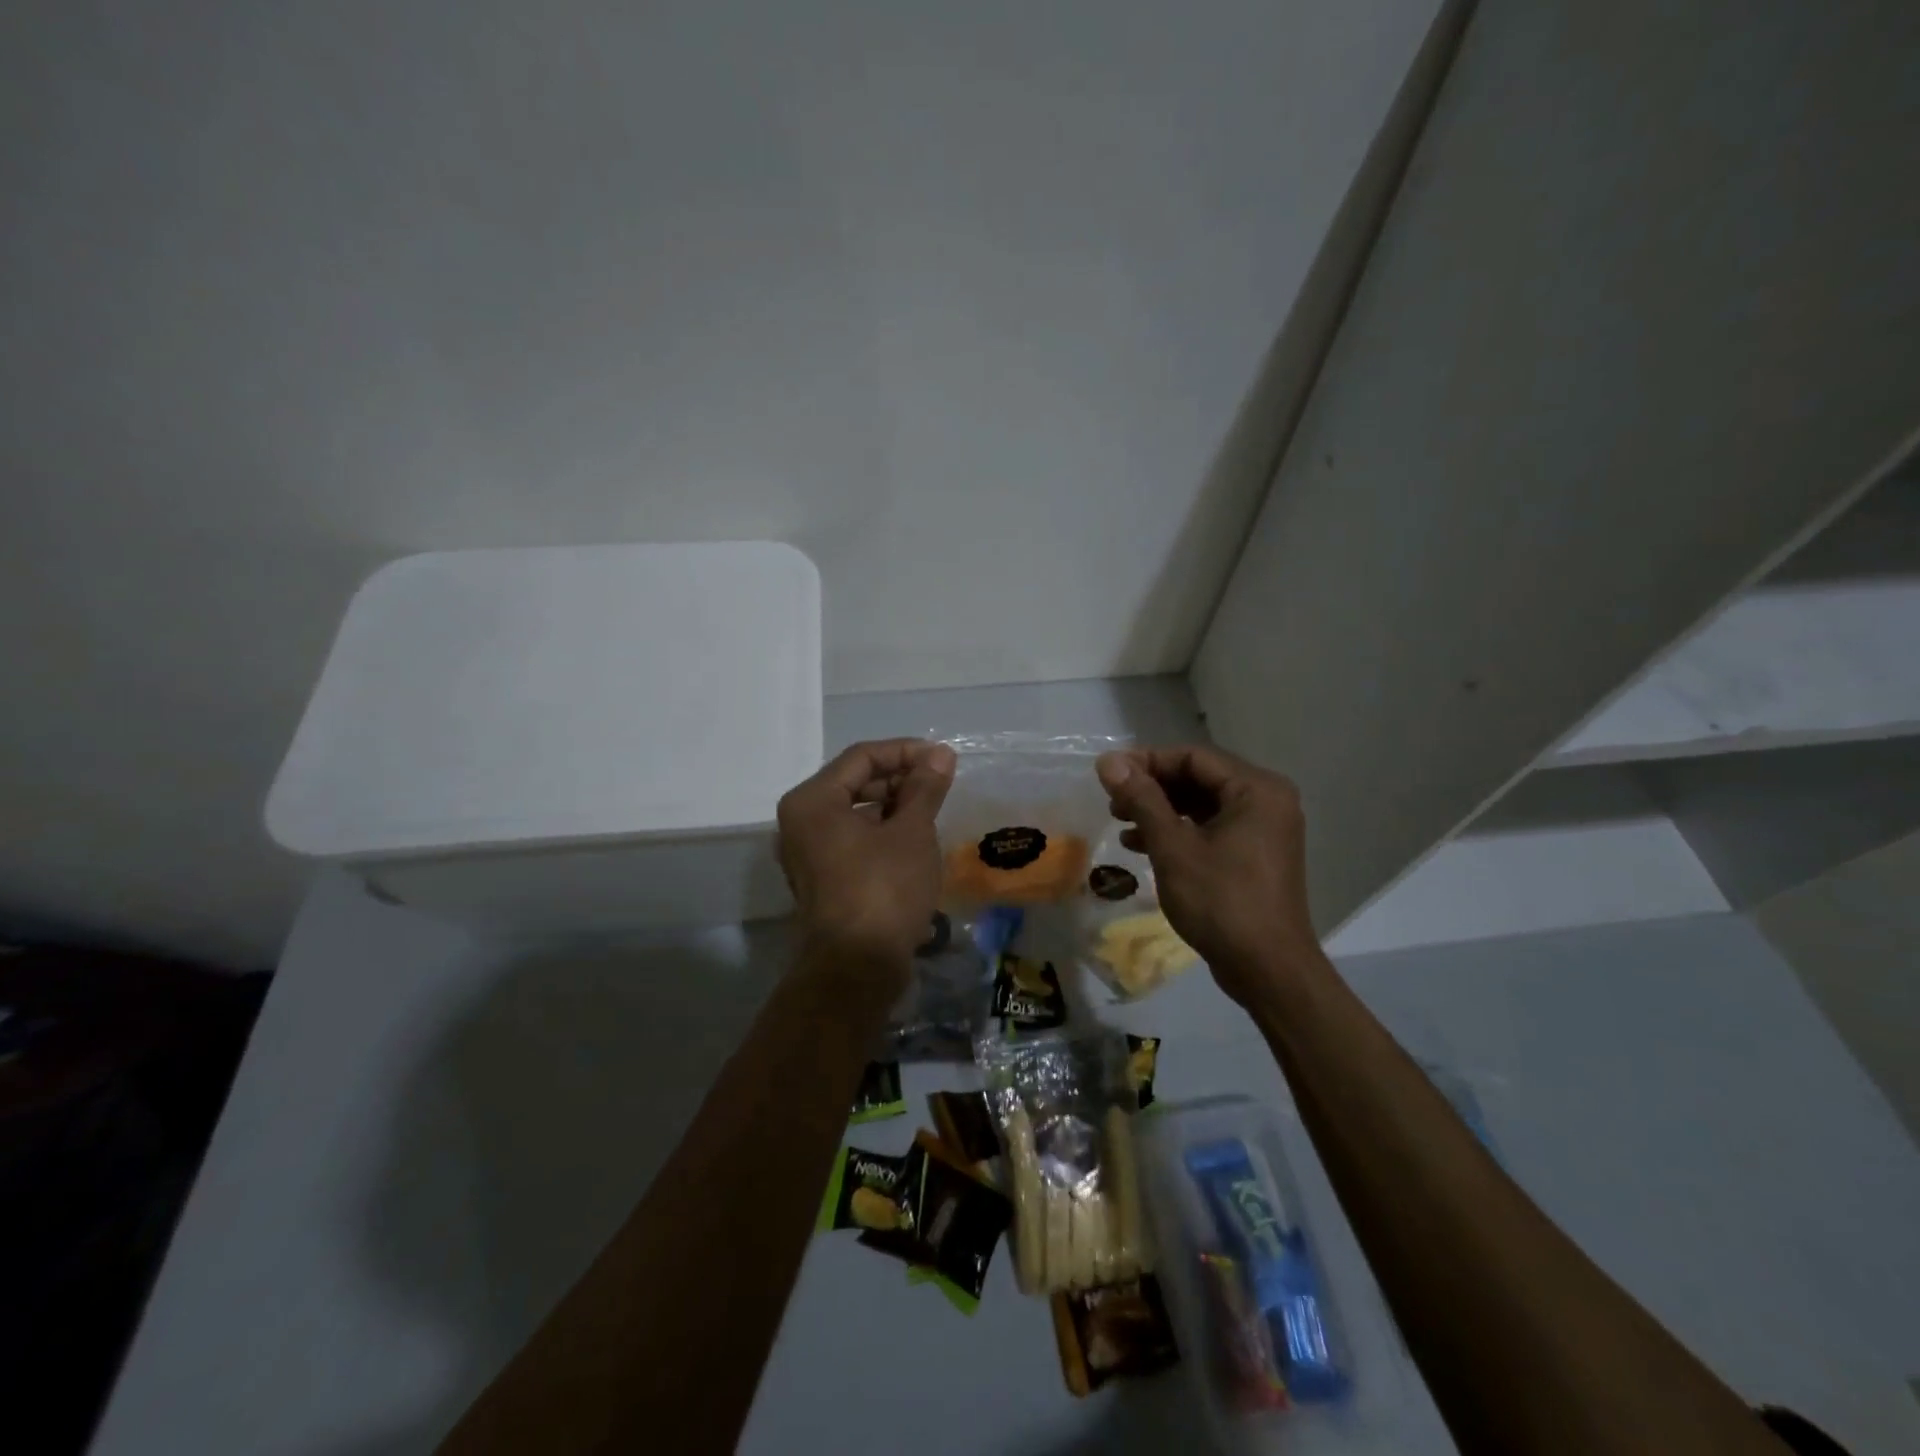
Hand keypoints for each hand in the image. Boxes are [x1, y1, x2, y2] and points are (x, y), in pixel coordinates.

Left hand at [777, 738, 956, 985]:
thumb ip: (924, 787)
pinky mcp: (823, 877)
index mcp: (813, 801)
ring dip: (894, 805)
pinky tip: (915, 838)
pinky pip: (853, 838)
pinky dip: (882, 831)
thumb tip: (941, 754)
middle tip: (940, 783)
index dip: (906, 752)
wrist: (857, 968)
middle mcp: (801, 821)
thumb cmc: (884, 889)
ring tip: (932, 809)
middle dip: (900, 778)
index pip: (862, 757)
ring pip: (855, 812)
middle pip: (855, 782)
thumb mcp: (911, 832)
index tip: (943, 758)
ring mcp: (808, 852)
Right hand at [1095, 745, 1321, 1006]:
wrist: (1268, 970)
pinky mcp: (1254, 855)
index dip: (1146, 761)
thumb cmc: (1221, 901)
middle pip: (1198, 778)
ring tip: (1120, 822)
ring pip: (1202, 805)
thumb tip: (1108, 761)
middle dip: (1152, 787)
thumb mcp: (1173, 847)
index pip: (1193, 757)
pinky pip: (1211, 828)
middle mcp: (1266, 800)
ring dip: (1160, 810)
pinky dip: (1177, 832)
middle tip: (1112, 801)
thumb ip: (1141, 799)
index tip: (1108, 775)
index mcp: (1256, 789)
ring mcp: (1263, 830)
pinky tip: (1141, 846)